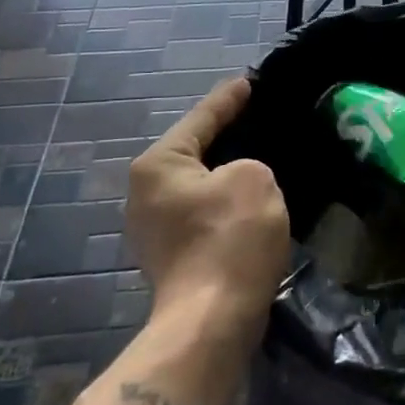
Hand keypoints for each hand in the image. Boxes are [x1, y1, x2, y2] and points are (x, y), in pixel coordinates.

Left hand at [126, 77, 289, 336]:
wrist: (211, 322)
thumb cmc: (230, 238)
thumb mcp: (254, 178)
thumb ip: (248, 163)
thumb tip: (237, 180)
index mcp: (158, 165)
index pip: (201, 119)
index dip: (229, 99)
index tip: (249, 82)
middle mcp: (145, 192)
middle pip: (194, 151)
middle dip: (226, 136)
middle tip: (258, 117)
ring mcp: (153, 228)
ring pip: (199, 184)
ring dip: (226, 173)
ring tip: (260, 156)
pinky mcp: (171, 256)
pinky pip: (202, 211)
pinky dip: (224, 202)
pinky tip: (249, 199)